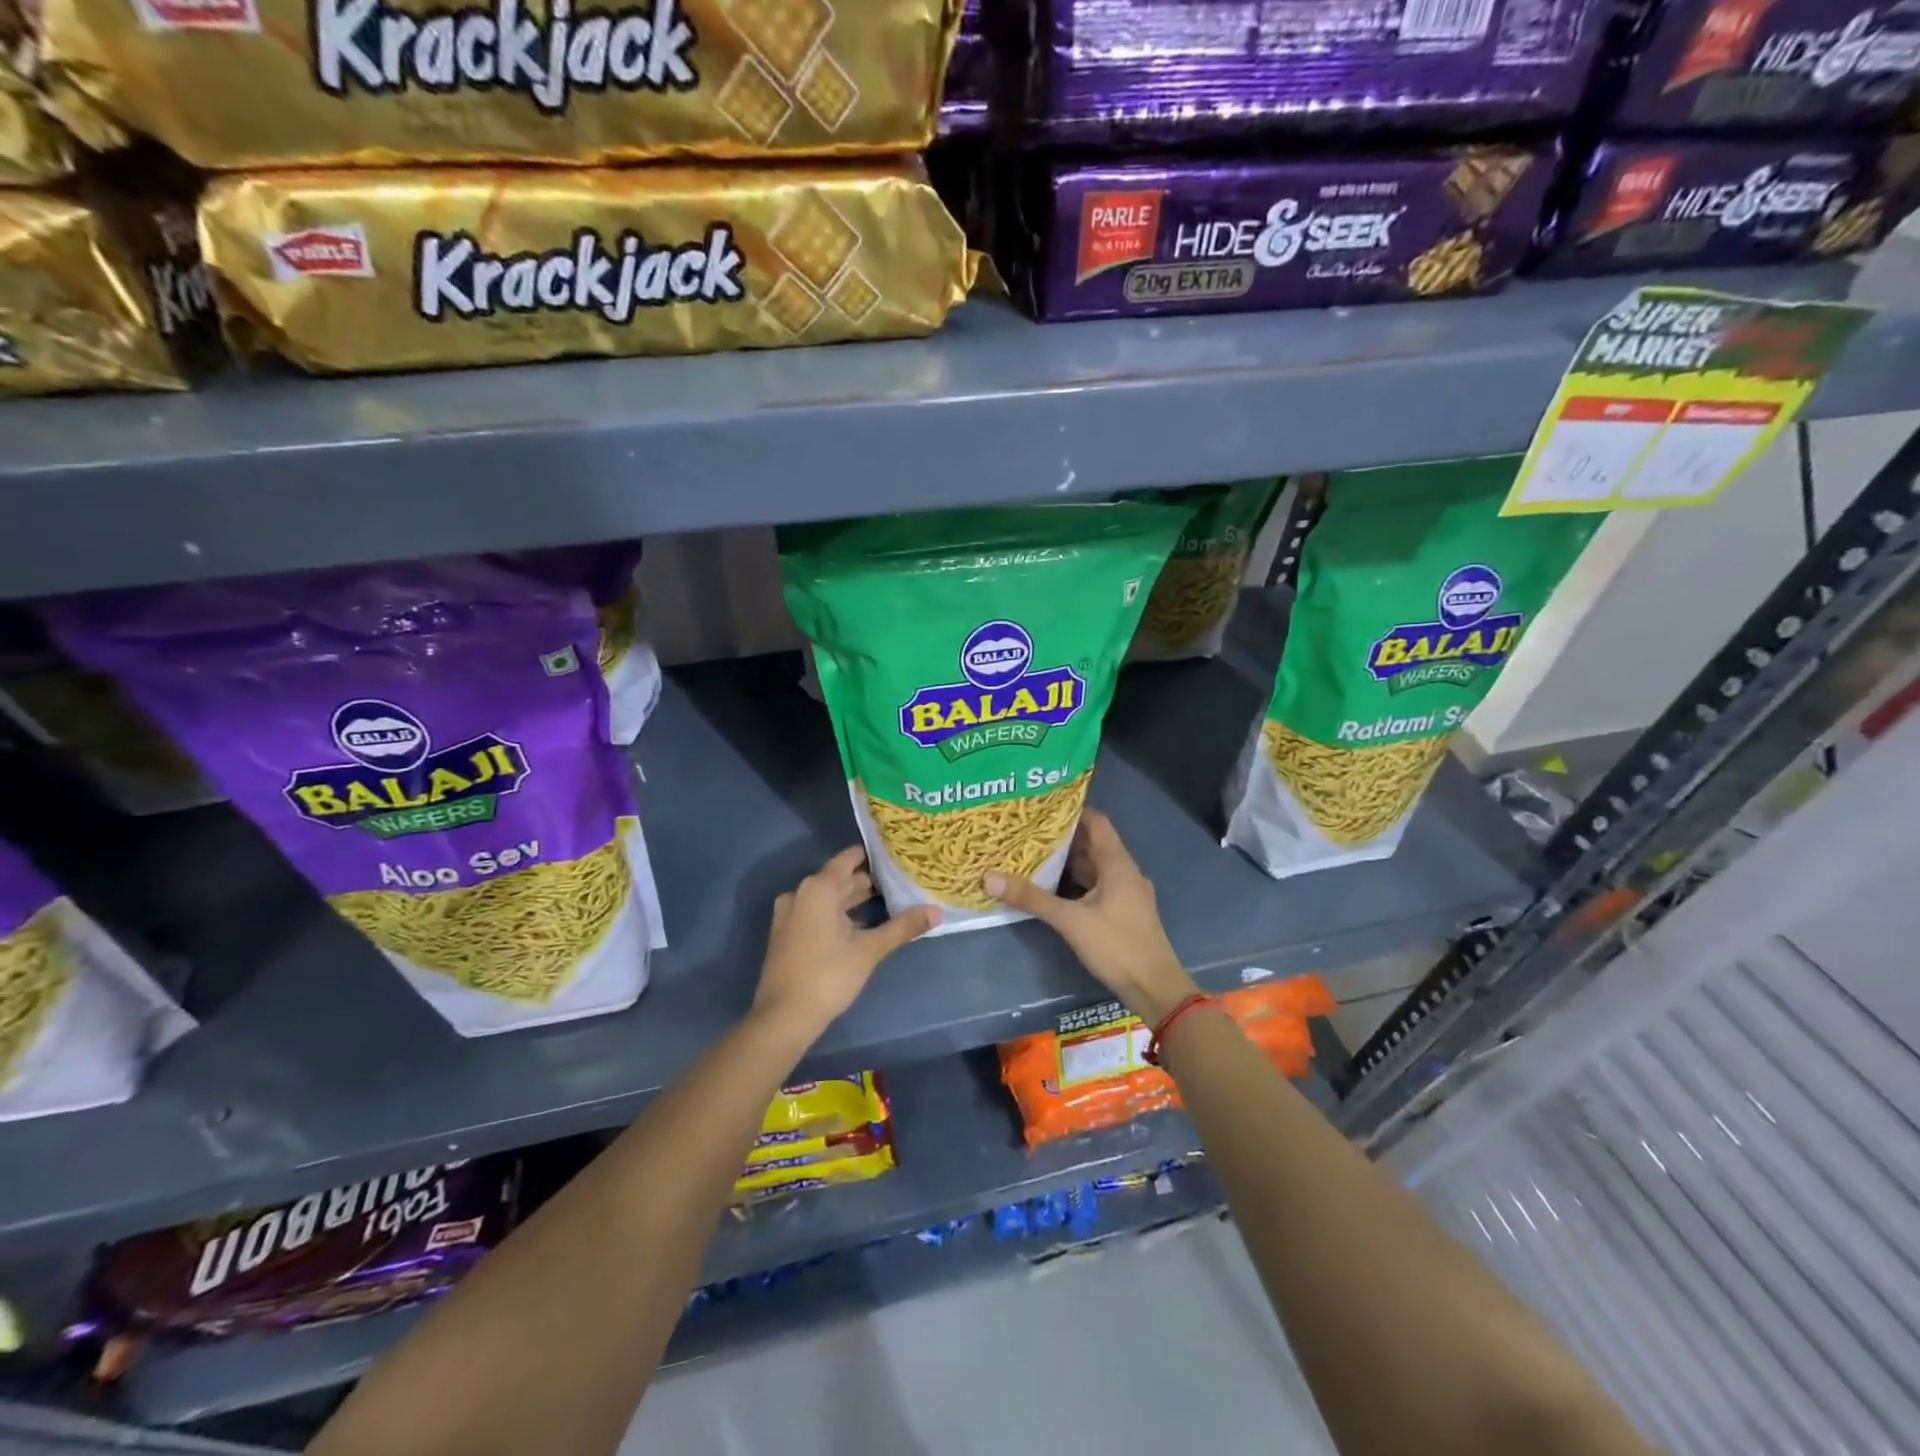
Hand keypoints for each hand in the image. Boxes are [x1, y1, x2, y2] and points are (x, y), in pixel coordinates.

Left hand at [752, 846, 939, 1041]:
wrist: (784, 1017)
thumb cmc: (829, 975)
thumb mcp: (870, 950)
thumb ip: (903, 927)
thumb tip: (937, 911)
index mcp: (819, 888)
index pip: (849, 858)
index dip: (874, 857)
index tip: (897, 857)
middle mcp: (801, 893)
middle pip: (839, 878)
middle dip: (868, 881)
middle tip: (900, 882)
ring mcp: (790, 913)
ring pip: (828, 898)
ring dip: (854, 899)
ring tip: (887, 902)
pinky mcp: (787, 933)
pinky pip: (817, 912)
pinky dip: (837, 914)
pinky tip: (860, 925)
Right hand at [983, 809, 1197, 1023]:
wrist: (1154, 988)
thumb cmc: (1116, 945)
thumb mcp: (1070, 920)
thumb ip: (1032, 898)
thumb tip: (989, 877)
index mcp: (1118, 864)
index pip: (1097, 822)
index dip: (1072, 811)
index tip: (1042, 807)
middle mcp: (1125, 872)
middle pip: (1093, 844)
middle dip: (1063, 837)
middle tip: (1028, 831)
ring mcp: (1126, 893)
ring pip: (1095, 867)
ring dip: (1068, 861)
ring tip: (1034, 854)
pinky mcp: (1123, 912)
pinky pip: (1097, 886)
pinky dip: (1076, 882)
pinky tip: (1053, 887)